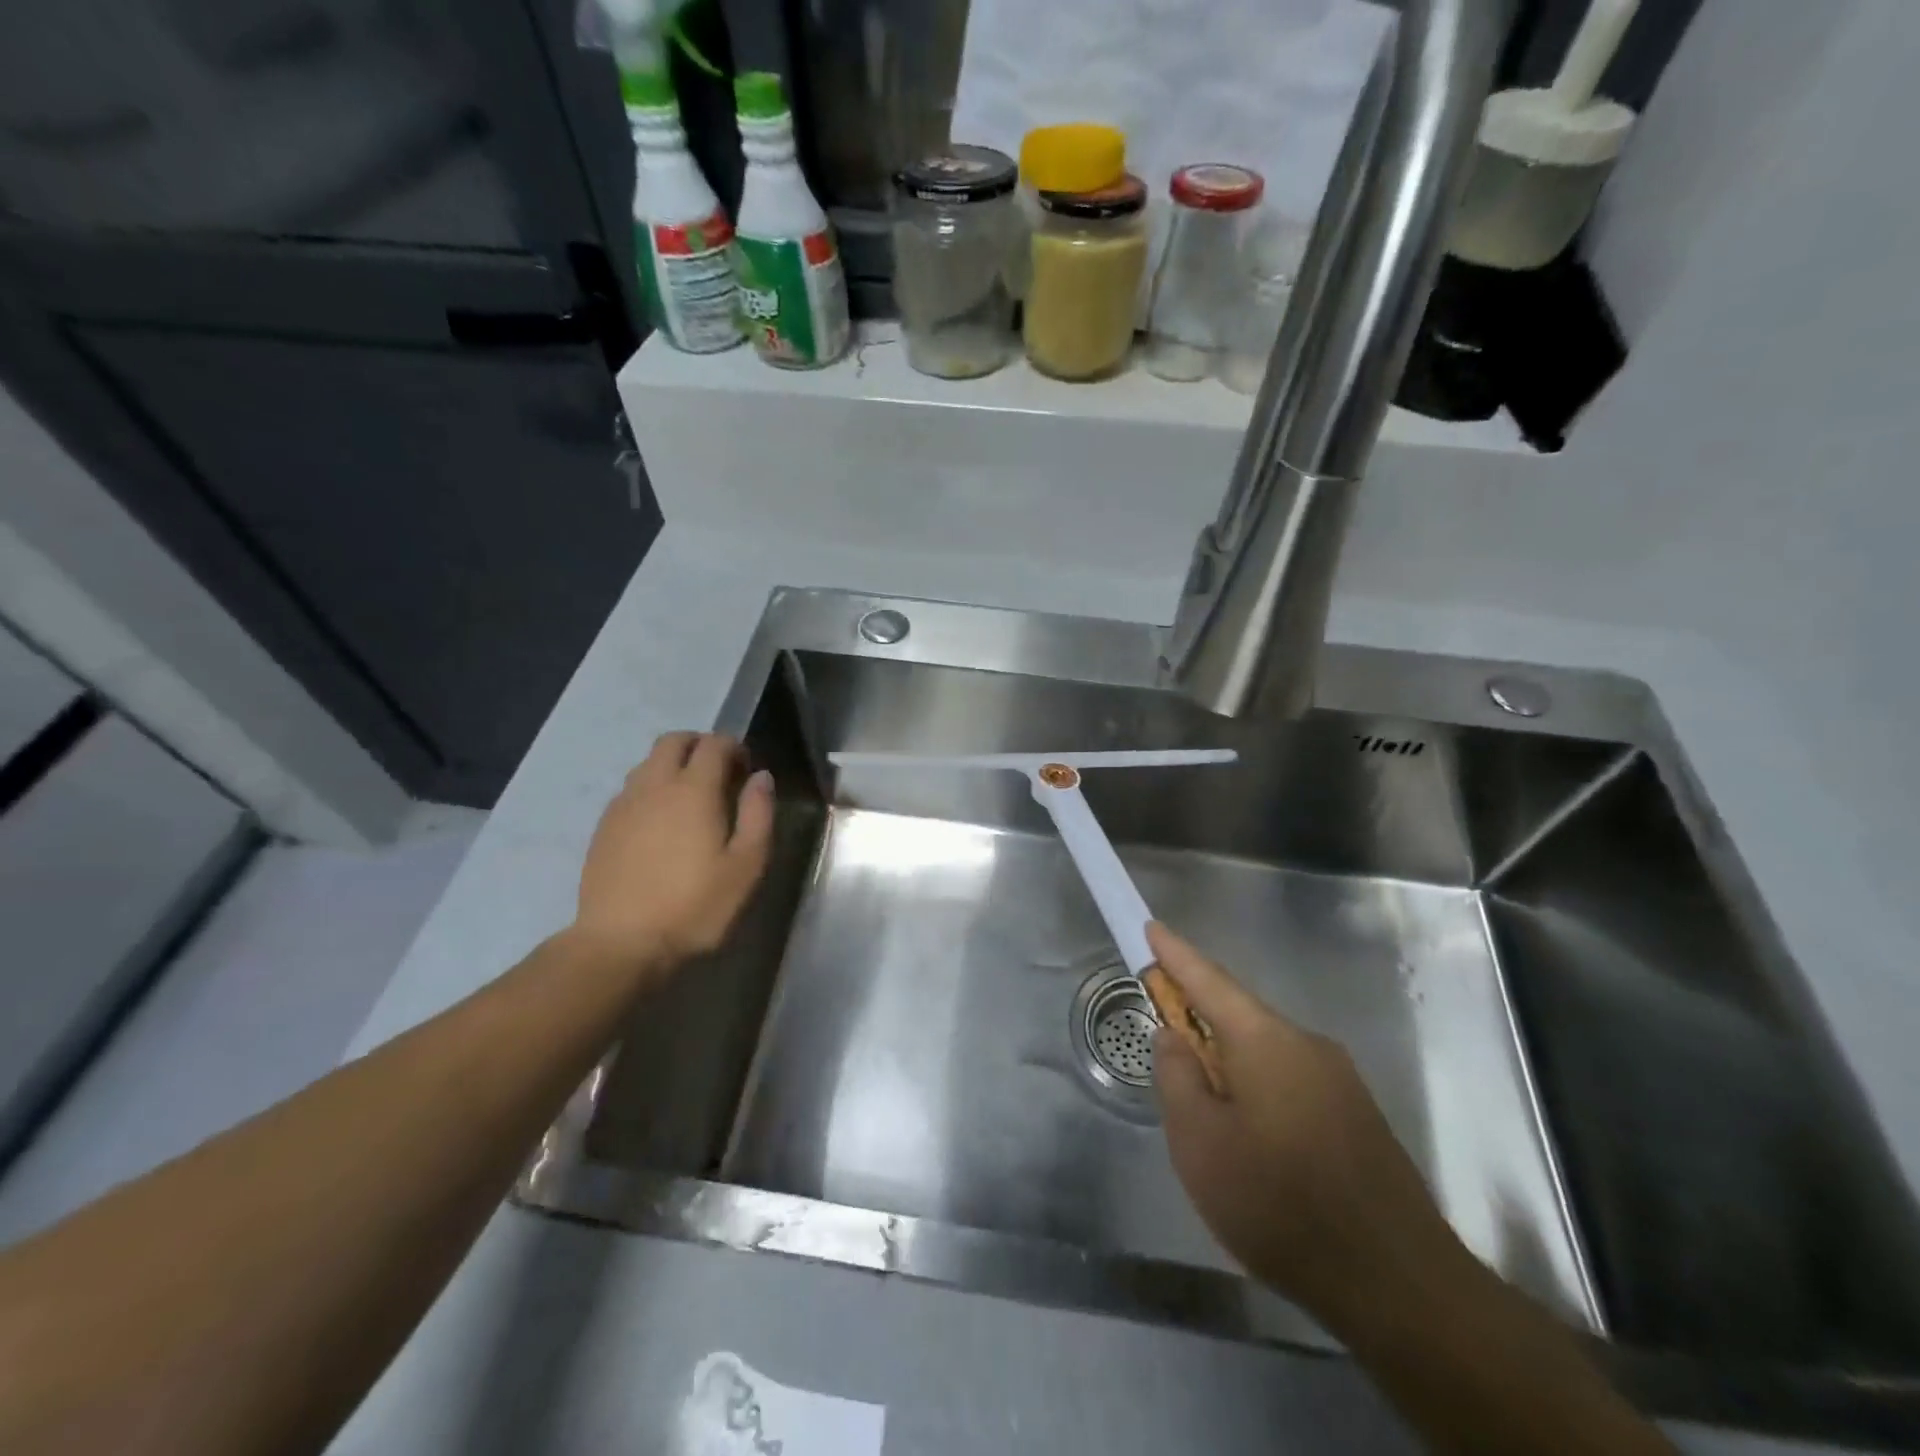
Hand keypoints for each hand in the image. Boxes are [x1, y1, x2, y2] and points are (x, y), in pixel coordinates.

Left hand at [571, 732, 773, 976]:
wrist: (621, 943)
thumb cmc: (695, 906)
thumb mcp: (746, 866)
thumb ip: (758, 814)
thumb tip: (761, 777)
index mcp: (693, 789)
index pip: (714, 743)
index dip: (734, 747)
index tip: (747, 770)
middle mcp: (654, 785)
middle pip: (674, 741)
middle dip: (700, 745)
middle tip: (719, 774)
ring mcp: (623, 804)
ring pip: (648, 762)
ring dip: (673, 765)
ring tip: (691, 799)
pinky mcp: (604, 827)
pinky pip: (631, 789)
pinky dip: (652, 789)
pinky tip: (661, 824)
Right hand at [1148, 921, 1470, 1332]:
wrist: (1400, 1285)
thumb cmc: (1280, 1203)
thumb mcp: (1200, 1143)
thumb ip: (1177, 1077)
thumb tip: (1173, 1036)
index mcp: (1266, 1040)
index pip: (1209, 980)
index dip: (1174, 954)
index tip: (1150, 926)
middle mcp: (1307, 1044)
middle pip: (1239, 1017)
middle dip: (1200, 1024)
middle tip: (1169, 1051)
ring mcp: (1340, 1080)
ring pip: (1266, 1055)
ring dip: (1230, 1067)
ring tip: (1210, 1121)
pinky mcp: (1359, 1117)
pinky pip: (1292, 1083)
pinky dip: (1260, 1092)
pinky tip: (1255, 1146)